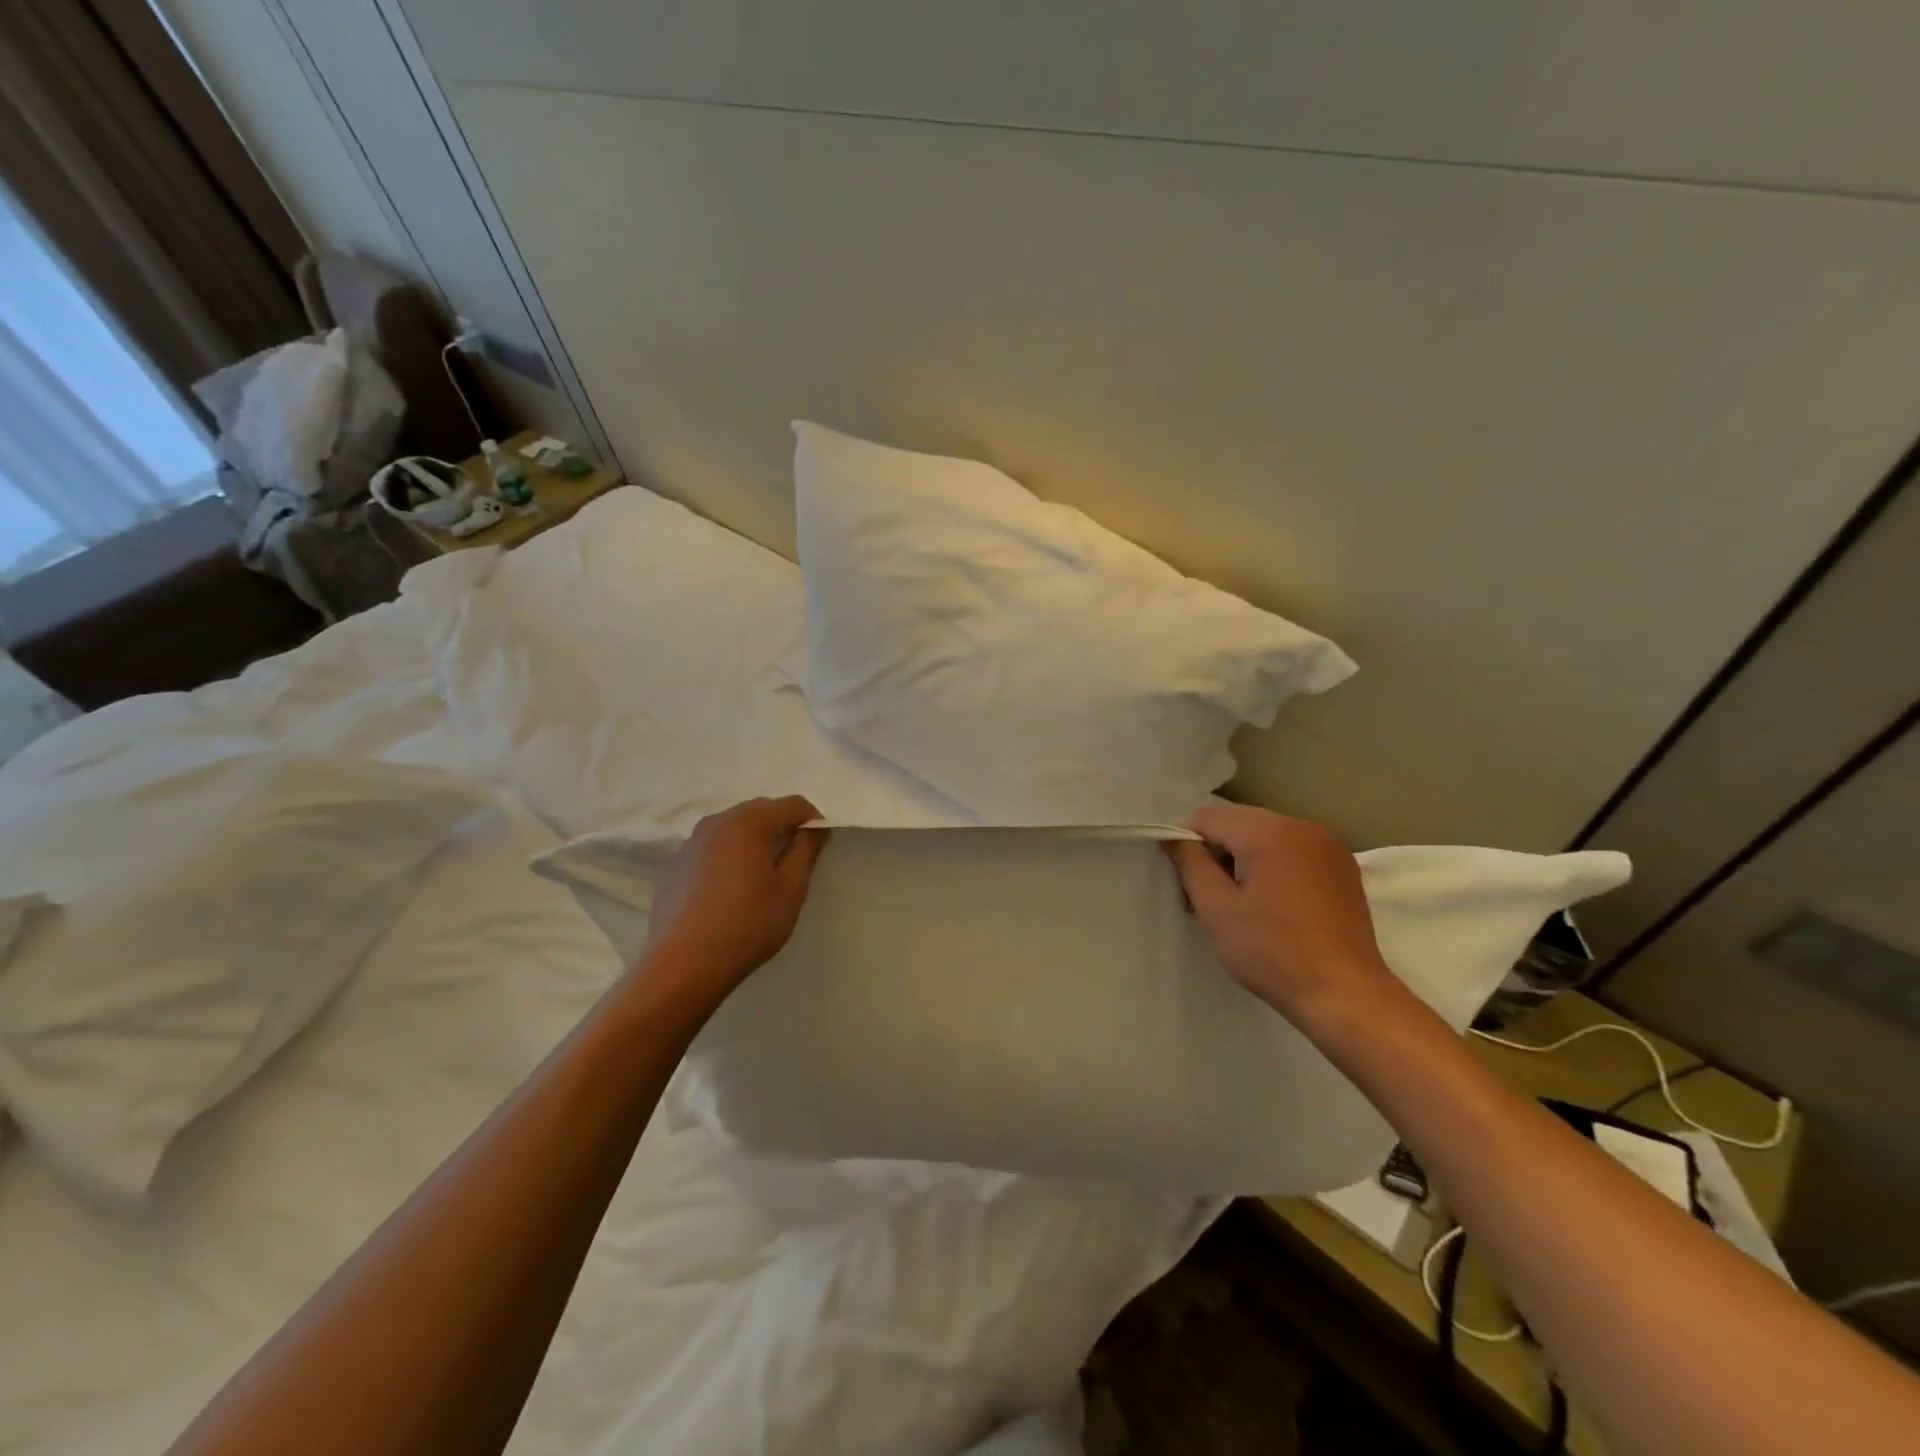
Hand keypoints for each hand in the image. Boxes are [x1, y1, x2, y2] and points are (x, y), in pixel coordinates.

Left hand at [642, 796, 828, 989]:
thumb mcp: (791, 889)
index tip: (818, 846)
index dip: (812, 820)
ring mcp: (690, 843)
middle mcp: (717, 822)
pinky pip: (710, 848)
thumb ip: (806, 850)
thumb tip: (815, 828)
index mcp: (749, 823)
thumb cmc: (748, 925)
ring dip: (752, 839)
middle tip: (793, 859)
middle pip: (760, 810)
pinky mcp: (674, 866)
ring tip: (760, 874)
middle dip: (781, 826)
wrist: (683, 965)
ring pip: (732, 827)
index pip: (792, 804)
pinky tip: (728, 889)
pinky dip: (726, 856)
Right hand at [1165, 805, 1400, 1027]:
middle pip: (1238, 824)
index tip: (1191, 888)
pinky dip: (1275, 867)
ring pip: (1265, 836)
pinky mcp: (1343, 867)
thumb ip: (1190, 863)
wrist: (1346, 995)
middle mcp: (1301, 825)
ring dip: (1245, 861)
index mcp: (1269, 831)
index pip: (1207, 818)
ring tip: (1246, 906)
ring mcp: (1328, 845)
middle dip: (1218, 854)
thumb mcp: (1216, 909)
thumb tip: (1173, 837)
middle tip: (1212, 901)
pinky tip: (1277, 906)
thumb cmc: (1272, 952)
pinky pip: (1293, 851)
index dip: (1189, 847)